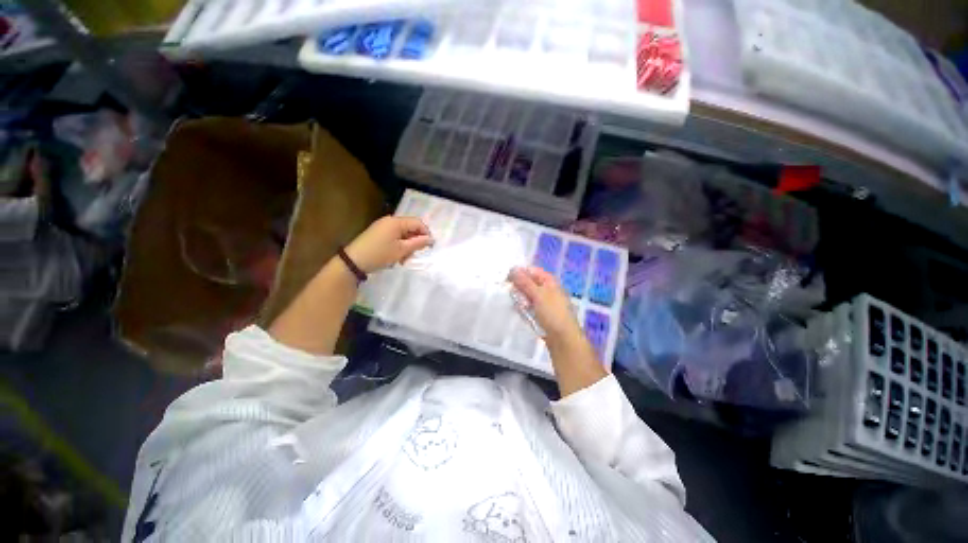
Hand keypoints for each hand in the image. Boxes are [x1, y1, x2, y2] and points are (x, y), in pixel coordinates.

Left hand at [345, 216, 433, 273]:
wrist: (354, 261)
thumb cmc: (380, 254)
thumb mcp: (401, 250)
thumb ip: (418, 243)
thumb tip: (431, 239)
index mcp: (396, 222)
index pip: (417, 223)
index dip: (426, 233)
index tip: (430, 246)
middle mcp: (390, 221)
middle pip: (410, 228)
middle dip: (415, 242)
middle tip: (414, 255)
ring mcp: (383, 227)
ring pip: (403, 235)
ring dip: (407, 246)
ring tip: (403, 259)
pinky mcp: (378, 234)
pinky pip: (395, 237)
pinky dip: (399, 246)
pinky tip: (396, 257)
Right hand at [508, 266, 583, 344]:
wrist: (563, 338)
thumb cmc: (553, 313)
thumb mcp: (538, 295)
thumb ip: (524, 282)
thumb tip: (513, 268)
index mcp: (548, 280)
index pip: (530, 270)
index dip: (519, 273)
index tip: (507, 279)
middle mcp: (546, 289)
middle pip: (527, 283)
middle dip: (520, 289)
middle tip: (517, 296)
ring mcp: (542, 301)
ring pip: (525, 296)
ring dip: (521, 301)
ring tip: (524, 308)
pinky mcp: (539, 313)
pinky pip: (527, 307)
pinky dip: (524, 310)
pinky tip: (525, 315)